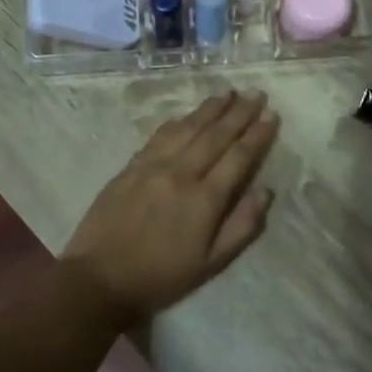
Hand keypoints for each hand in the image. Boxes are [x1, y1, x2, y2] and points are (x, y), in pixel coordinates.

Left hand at [62, 91, 278, 324]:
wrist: (99, 279)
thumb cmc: (161, 276)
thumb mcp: (210, 263)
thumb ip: (241, 226)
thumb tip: (265, 191)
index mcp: (204, 199)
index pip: (238, 157)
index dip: (257, 134)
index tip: (271, 115)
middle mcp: (181, 173)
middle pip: (215, 135)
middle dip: (239, 112)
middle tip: (256, 93)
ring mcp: (153, 165)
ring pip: (188, 128)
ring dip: (210, 109)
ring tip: (228, 93)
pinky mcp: (131, 165)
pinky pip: (160, 135)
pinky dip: (179, 120)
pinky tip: (188, 114)